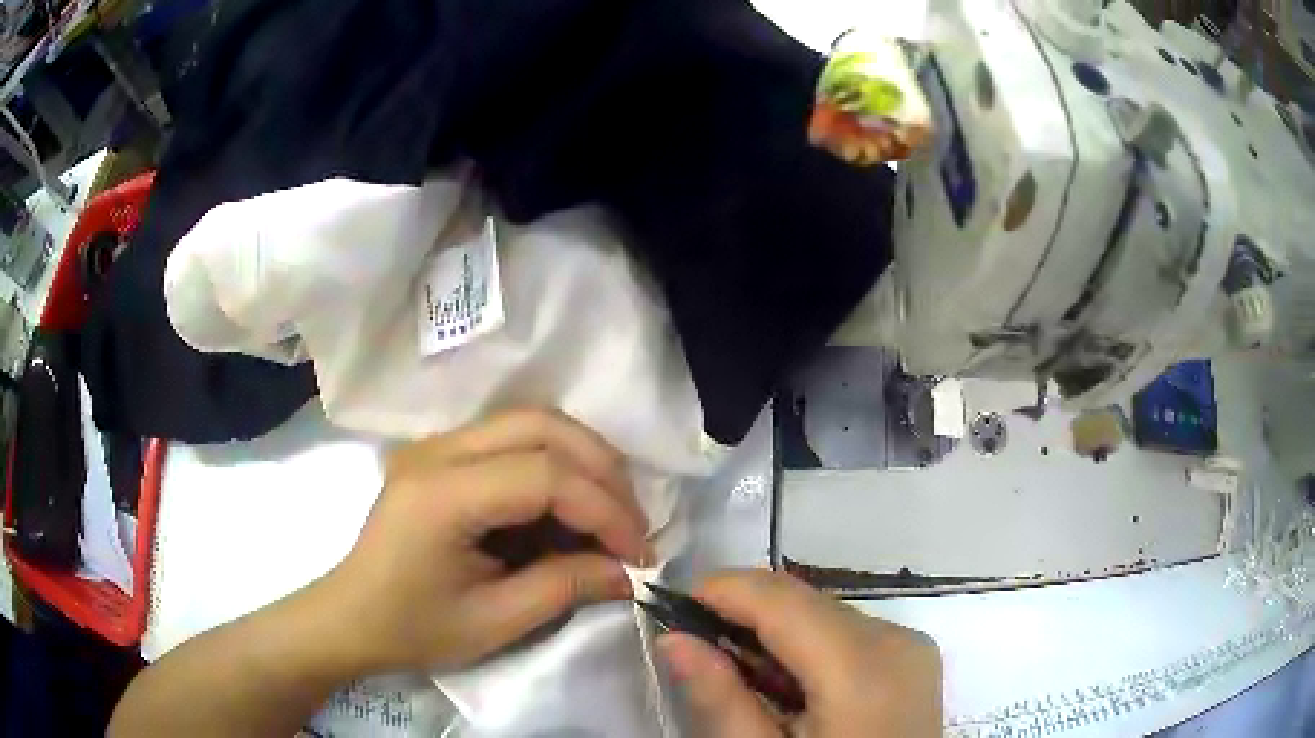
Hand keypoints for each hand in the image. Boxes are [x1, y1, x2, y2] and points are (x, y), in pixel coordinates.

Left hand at [322, 408, 652, 672]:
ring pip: (532, 421)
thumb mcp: (493, 622)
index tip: (638, 554)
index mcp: (442, 495)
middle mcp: (438, 450)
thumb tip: (628, 571)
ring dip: (583, 460)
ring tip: (611, 513)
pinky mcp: (441, 453)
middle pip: (543, 426)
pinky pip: (513, 437)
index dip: (604, 509)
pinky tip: (569, 505)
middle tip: (632, 526)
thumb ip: (565, 588)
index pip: (544, 475)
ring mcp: (437, 444)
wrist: (350, 617)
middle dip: (602, 472)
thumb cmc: (412, 628)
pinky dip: (556, 463)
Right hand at [660, 571, 942, 737]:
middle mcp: (895, 639)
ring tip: (731, 670)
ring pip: (823, 612)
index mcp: (862, 667)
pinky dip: (805, 646)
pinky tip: (780, 683)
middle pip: (803, 600)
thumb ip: (721, 700)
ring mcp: (911, 647)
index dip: (720, 590)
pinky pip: (847, 633)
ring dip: (772, 630)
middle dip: (741, 611)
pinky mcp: (912, 660)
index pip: (779, 598)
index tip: (667, 604)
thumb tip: (673, 639)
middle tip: (690, 643)